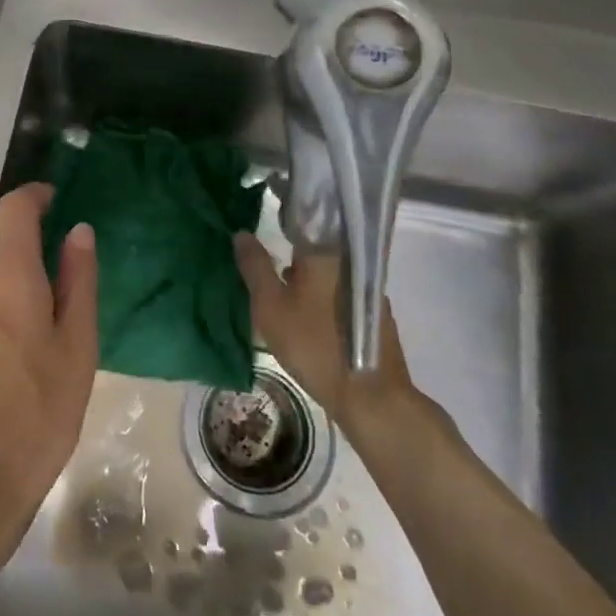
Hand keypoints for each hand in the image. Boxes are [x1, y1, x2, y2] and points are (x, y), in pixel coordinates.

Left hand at [0, 184, 98, 576]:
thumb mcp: (77, 350)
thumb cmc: (37, 415)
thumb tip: (79, 231)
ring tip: (32, 279)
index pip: (13, 209)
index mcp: (9, 279)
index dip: (34, 194)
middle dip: (13, 218)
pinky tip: (7, 317)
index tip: (55, 199)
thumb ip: (78, 283)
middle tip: (46, 236)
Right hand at [235, 235, 424, 426]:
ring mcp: (366, 289)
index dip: (281, 218)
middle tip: (269, 270)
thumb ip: (255, 266)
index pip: (301, 220)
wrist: (370, 397)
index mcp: (325, 252)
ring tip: (285, 296)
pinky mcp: (374, 314)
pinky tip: (310, 318)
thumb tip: (241, 233)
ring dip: (308, 279)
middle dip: (293, 255)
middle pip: (315, 249)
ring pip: (328, 273)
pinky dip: (324, 297)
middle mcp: (350, 262)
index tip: (265, 227)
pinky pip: (341, 293)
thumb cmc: (314, 344)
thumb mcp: (270, 306)